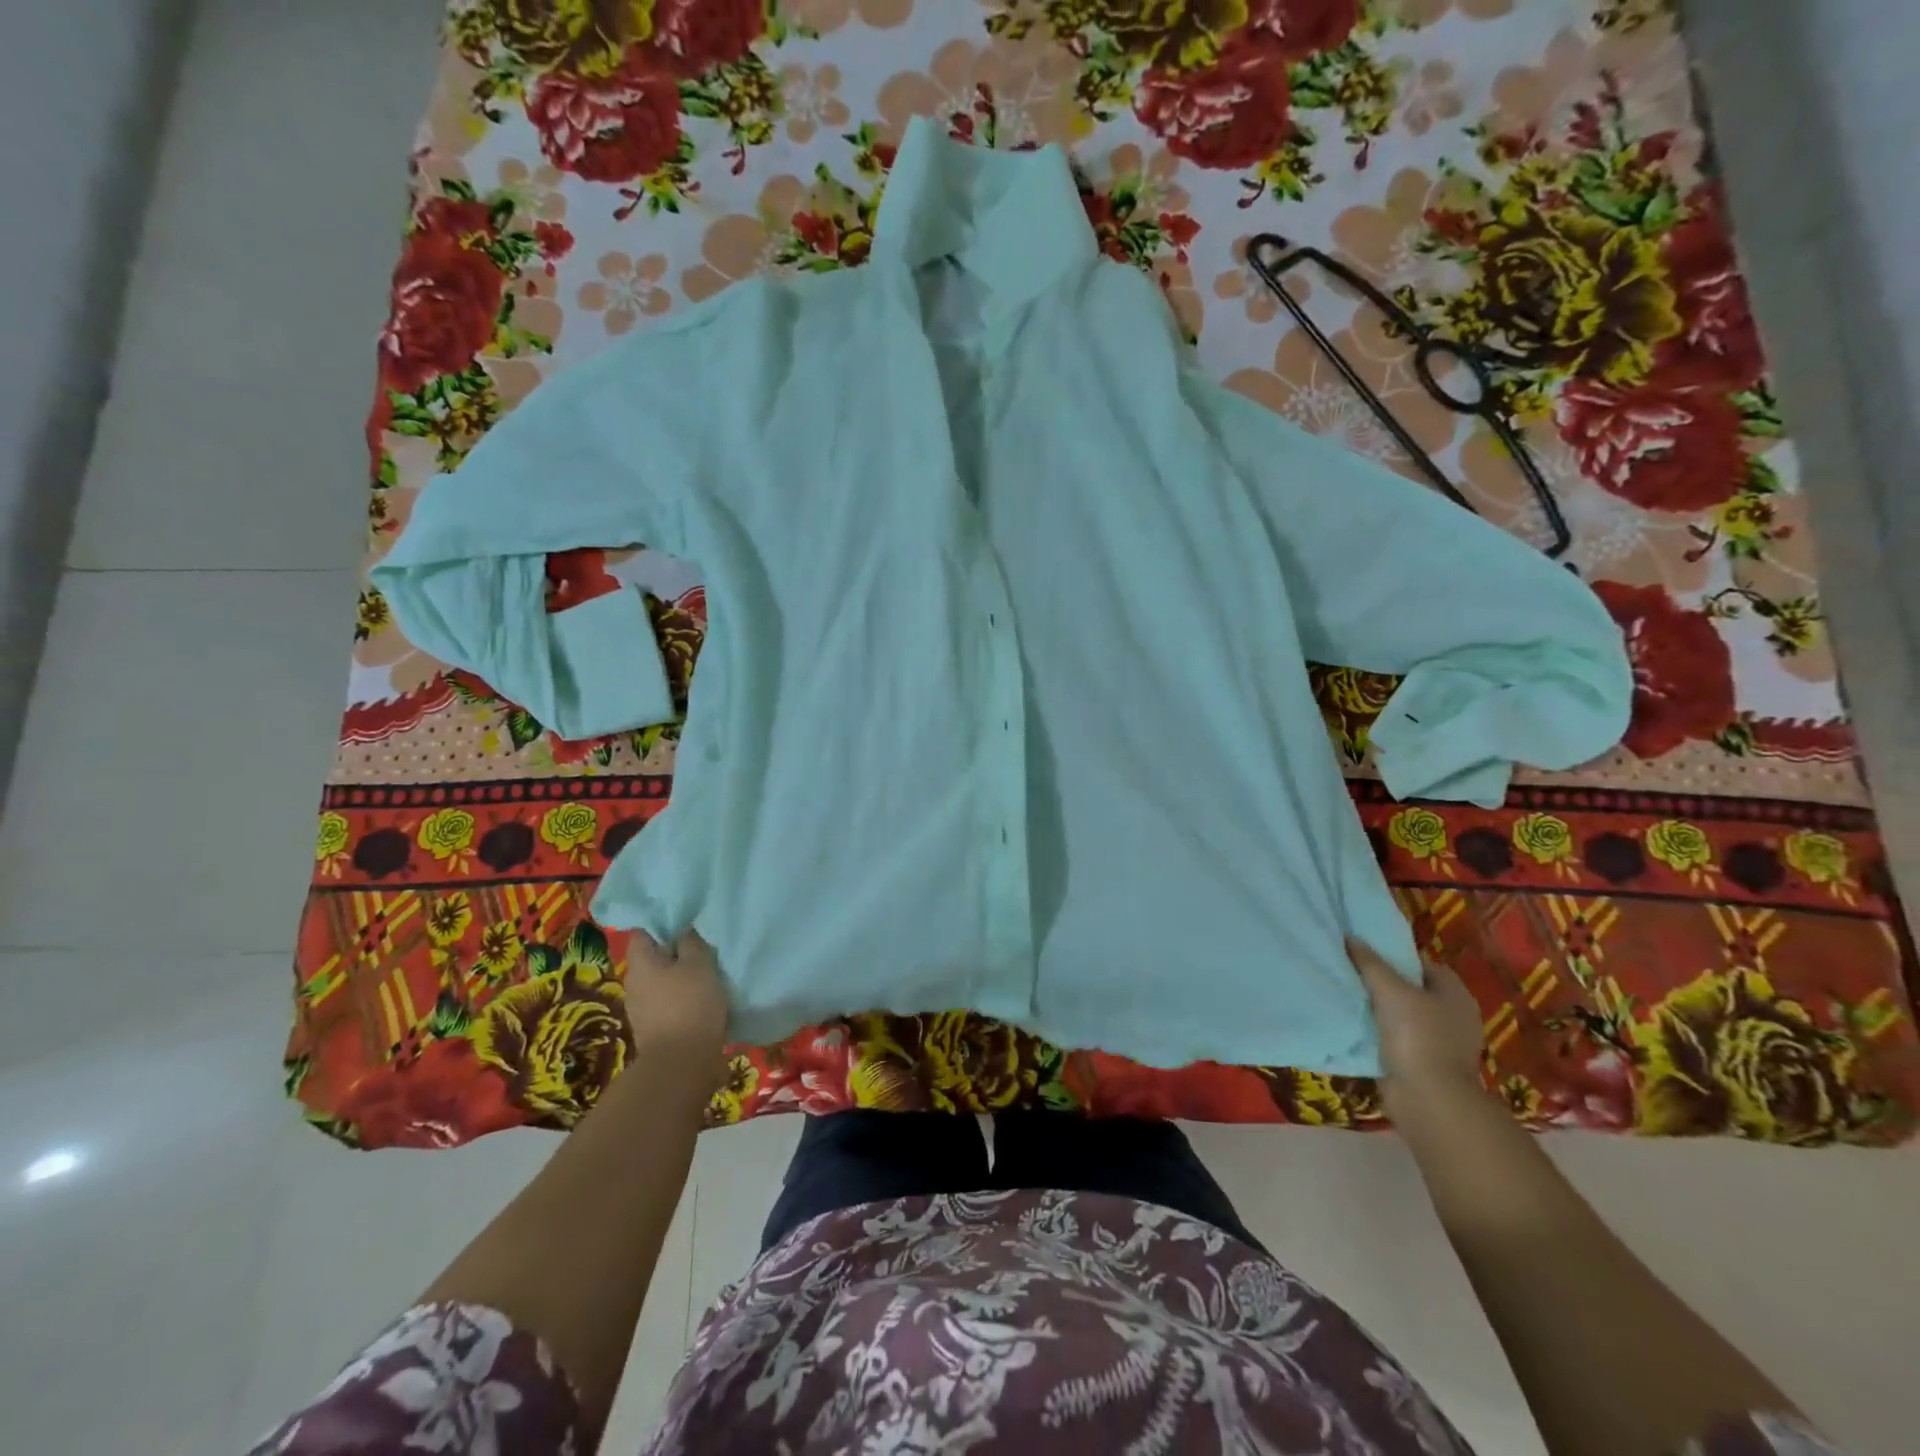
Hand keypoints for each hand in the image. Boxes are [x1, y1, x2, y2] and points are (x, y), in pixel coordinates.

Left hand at [624, 928, 729, 1056]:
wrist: (681, 1065)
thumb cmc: (689, 1005)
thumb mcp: (699, 964)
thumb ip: (691, 942)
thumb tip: (684, 929)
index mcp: (640, 963)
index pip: (644, 931)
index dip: (663, 921)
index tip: (686, 919)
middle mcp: (635, 984)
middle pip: (654, 957)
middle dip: (676, 950)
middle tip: (703, 942)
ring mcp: (643, 1009)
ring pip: (663, 980)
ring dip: (682, 975)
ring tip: (709, 969)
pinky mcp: (656, 1028)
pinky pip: (670, 1002)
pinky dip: (685, 997)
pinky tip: (705, 996)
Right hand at [1347, 938, 1487, 1114]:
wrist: (1428, 1099)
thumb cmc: (1417, 1036)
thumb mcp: (1390, 990)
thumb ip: (1370, 962)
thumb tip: (1350, 937)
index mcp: (1454, 993)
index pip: (1422, 963)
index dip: (1394, 955)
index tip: (1364, 952)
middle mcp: (1452, 1015)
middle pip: (1411, 988)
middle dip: (1382, 981)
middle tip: (1349, 970)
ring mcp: (1439, 1041)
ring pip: (1401, 1014)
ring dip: (1377, 1008)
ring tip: (1345, 994)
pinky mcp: (1424, 1063)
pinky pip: (1395, 1037)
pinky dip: (1377, 1031)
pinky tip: (1353, 1024)